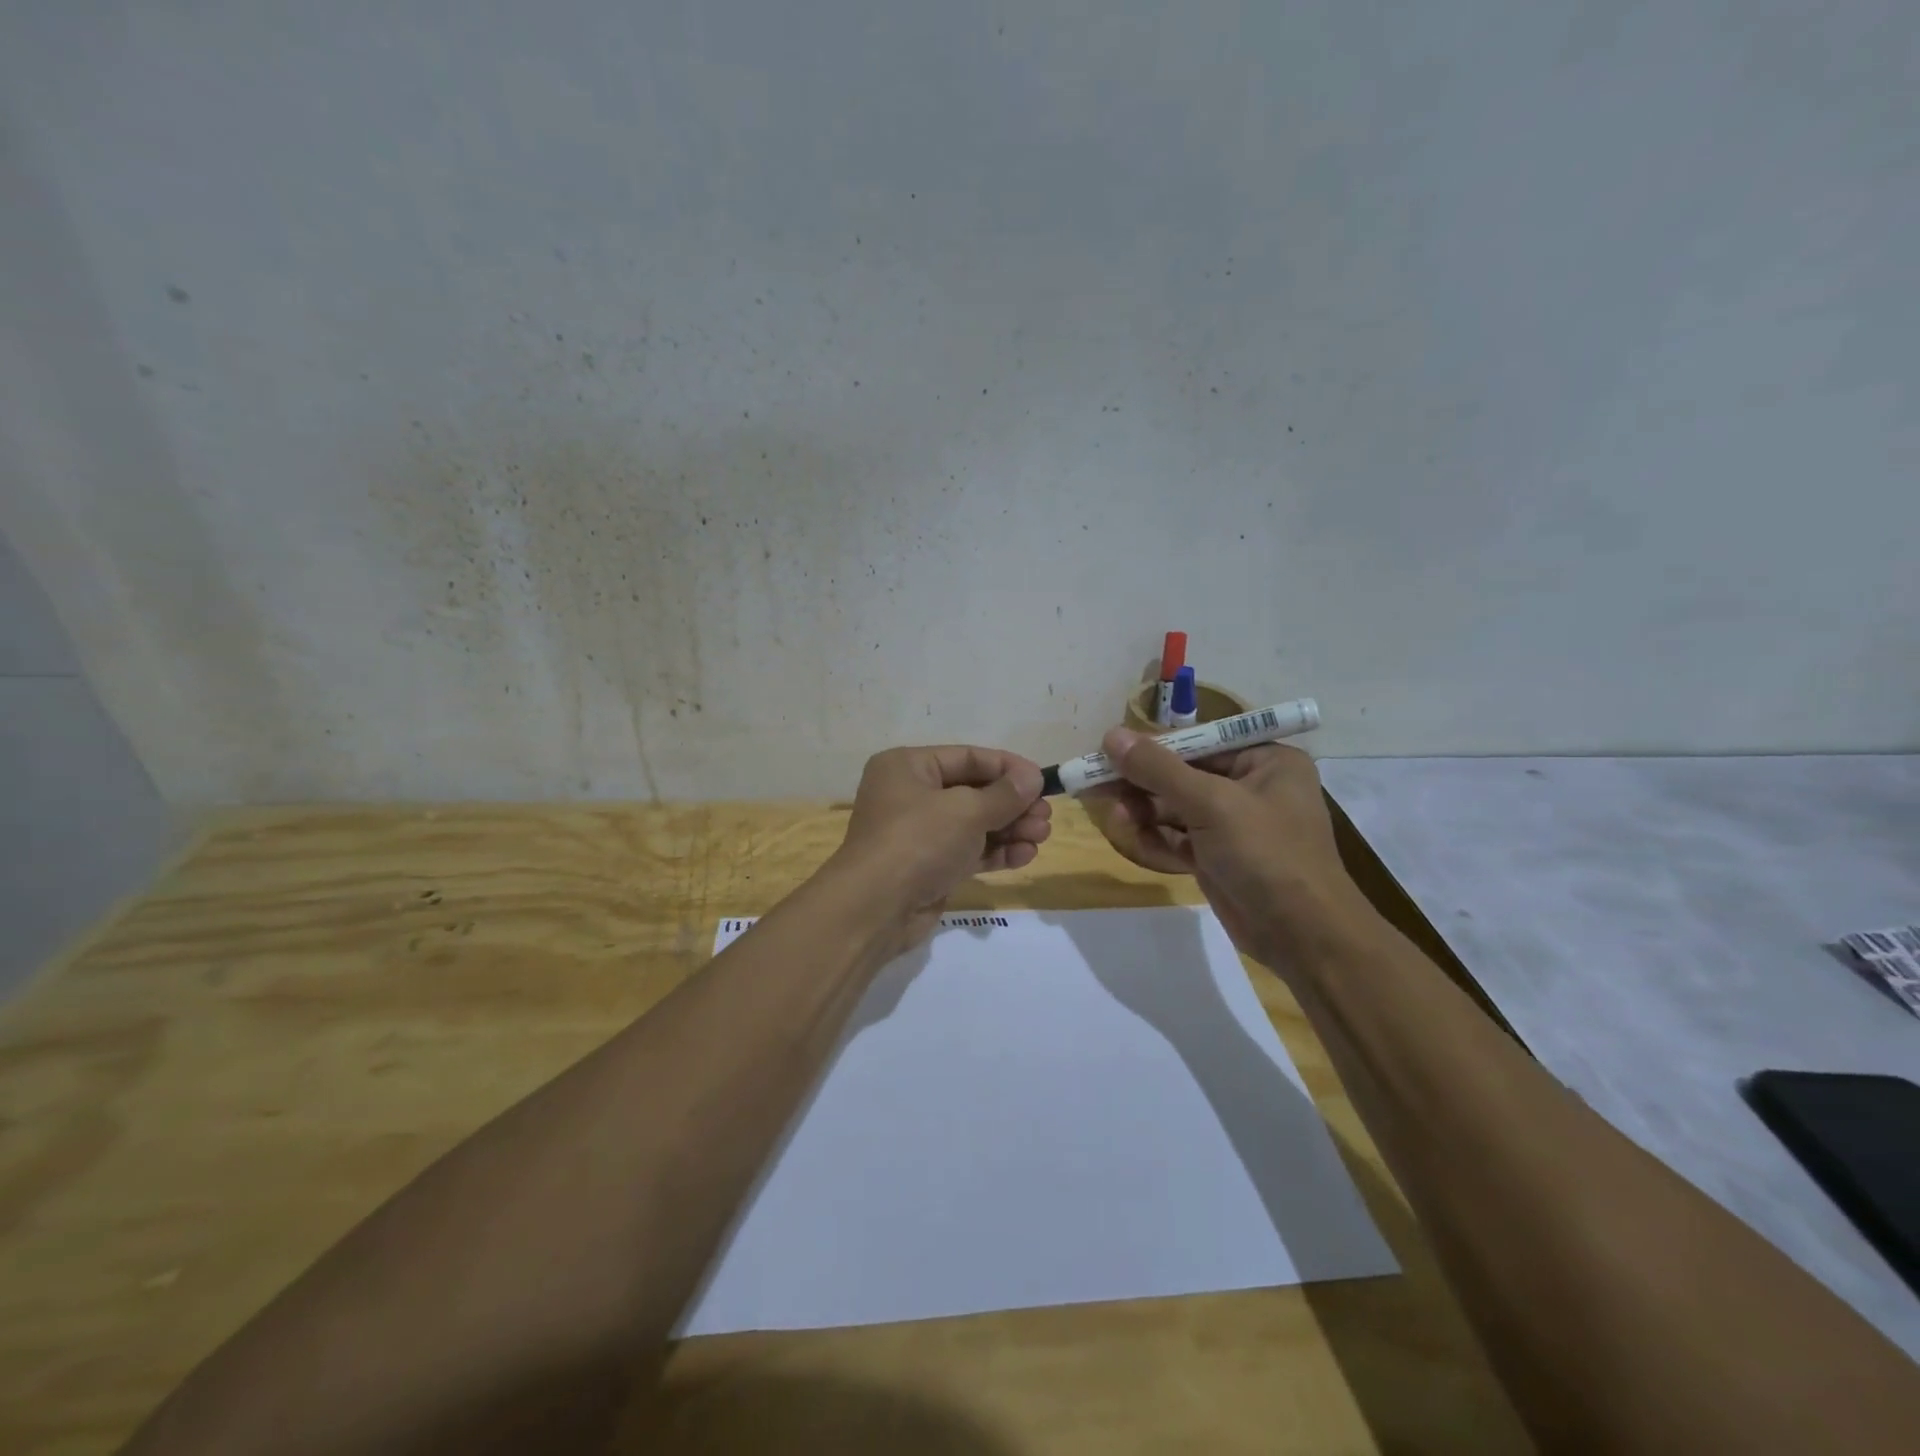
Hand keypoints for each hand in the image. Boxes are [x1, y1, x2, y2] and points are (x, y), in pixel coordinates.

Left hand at [830, 746, 1050, 947]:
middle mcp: (911, 794)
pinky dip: (996, 852)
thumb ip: (1004, 794)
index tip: (1042, 780)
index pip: (967, 757)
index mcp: (908, 766)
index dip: (1008, 768)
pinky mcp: (929, 866)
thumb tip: (1033, 777)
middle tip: (1046, 816)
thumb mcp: (966, 810)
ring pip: (974, 824)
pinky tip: (1025, 856)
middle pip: (973, 791)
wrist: (875, 909)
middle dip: (1013, 804)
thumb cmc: (918, 841)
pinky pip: (969, 851)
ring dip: (1010, 829)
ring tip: (1042, 836)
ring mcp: (919, 833)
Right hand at [1083, 729, 1373, 970]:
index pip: (1198, 742)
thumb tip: (1111, 736)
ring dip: (1145, 812)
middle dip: (1143, 784)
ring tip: (1118, 819)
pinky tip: (1137, 840)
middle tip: (1099, 787)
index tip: (1108, 753)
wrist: (1304, 937)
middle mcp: (1252, 786)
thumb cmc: (1267, 855)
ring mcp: (1235, 824)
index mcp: (1265, 760)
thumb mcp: (1211, 804)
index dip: (1152, 748)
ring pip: (1176, 808)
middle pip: (1182, 774)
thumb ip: (1158, 770)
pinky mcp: (1220, 857)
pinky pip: (1180, 837)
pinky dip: (1158, 838)